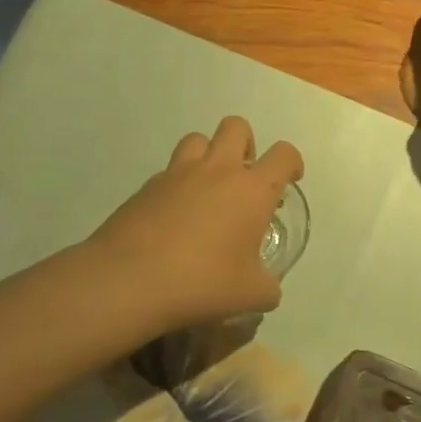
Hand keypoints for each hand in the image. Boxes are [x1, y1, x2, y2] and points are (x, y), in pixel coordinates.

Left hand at [88, 116, 304, 330]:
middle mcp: (217, 170)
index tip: (289, 180)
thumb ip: (268, 287)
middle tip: (243, 179)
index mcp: (251, 190)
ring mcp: (177, 174)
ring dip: (208, 155)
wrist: (129, 280)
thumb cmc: (202, 282)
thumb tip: (269, 289)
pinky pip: (168, 171)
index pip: (283, 155)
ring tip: (207, 189)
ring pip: (197, 138)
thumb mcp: (250, 295)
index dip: (291, 163)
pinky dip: (177, 184)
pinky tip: (174, 216)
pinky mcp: (146, 187)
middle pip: (237, 127)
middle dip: (246, 145)